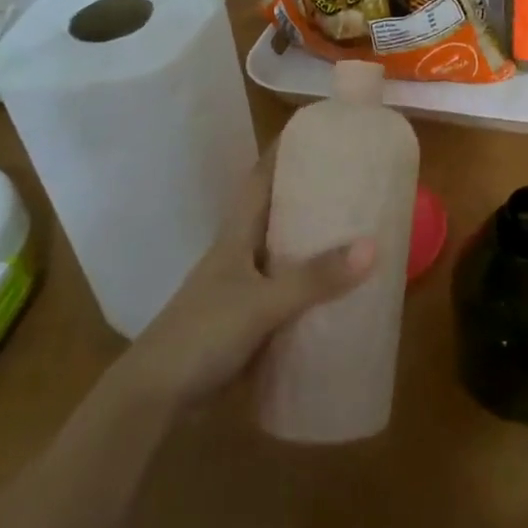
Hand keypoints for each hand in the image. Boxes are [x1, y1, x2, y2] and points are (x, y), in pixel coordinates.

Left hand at [119, 156, 374, 404]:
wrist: (156, 397)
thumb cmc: (202, 333)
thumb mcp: (261, 302)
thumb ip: (314, 278)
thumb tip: (372, 245)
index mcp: (237, 234)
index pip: (261, 178)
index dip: (285, 150)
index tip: (320, 131)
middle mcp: (242, 252)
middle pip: (279, 211)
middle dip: (313, 193)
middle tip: (357, 178)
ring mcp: (245, 287)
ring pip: (287, 252)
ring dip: (316, 241)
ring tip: (361, 227)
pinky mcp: (251, 320)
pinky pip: (290, 292)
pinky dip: (314, 285)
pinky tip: (343, 290)